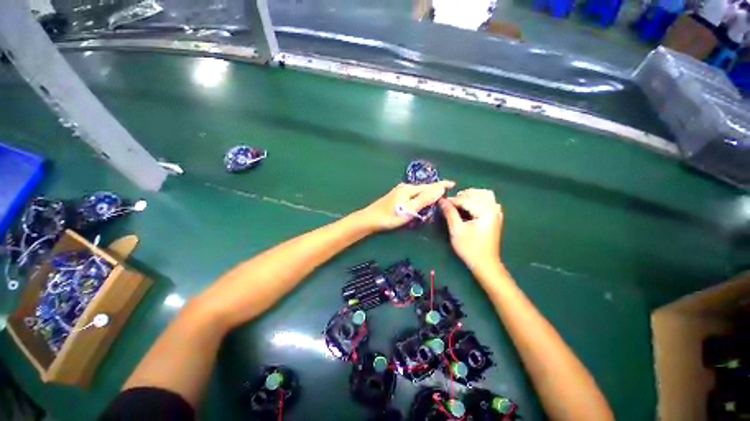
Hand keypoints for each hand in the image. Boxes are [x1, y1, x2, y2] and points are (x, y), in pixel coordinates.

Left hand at [359, 181, 454, 230]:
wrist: (369, 219)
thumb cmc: (390, 216)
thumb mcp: (409, 209)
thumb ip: (425, 199)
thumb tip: (440, 188)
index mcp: (409, 189)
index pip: (429, 185)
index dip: (441, 185)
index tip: (453, 183)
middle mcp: (404, 187)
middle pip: (423, 187)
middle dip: (435, 189)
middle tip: (446, 193)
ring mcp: (399, 191)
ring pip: (417, 191)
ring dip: (427, 193)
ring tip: (437, 197)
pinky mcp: (395, 197)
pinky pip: (412, 195)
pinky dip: (419, 197)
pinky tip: (420, 201)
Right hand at [439, 189, 503, 269]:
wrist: (485, 263)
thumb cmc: (469, 248)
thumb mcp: (456, 230)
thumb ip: (450, 213)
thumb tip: (441, 201)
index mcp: (485, 212)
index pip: (466, 199)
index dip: (452, 200)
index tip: (441, 202)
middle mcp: (493, 209)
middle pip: (477, 194)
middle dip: (462, 195)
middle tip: (449, 202)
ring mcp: (497, 213)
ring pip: (485, 194)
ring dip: (472, 195)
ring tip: (460, 201)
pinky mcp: (496, 217)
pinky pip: (489, 201)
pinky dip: (480, 199)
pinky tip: (472, 205)